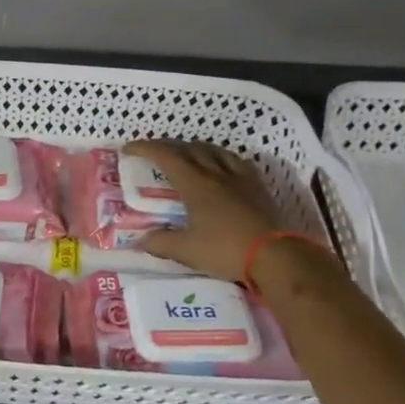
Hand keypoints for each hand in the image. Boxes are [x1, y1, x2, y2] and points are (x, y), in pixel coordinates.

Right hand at [125, 139, 285, 280]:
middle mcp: (216, 173)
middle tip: (154, 153)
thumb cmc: (225, 250)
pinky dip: (222, 158)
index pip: (165, 156)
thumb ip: (160, 243)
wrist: (276, 257)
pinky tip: (222, 166)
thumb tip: (141, 240)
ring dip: (195, 148)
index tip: (128, 149)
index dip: (145, 148)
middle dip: (168, 146)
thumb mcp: (186, 251)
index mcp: (195, 184)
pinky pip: (237, 162)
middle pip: (189, 148)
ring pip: (214, 151)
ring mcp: (240, 178)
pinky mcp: (258, 187)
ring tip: (187, 155)